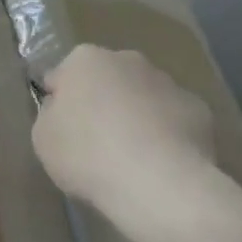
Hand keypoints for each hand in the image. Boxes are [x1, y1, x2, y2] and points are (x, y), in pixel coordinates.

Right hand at [31, 45, 215, 216]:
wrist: (157, 181)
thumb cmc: (88, 154)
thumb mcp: (43, 138)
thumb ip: (50, 114)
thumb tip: (62, 107)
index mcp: (85, 60)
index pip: (63, 76)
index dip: (60, 104)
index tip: (63, 131)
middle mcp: (128, 59)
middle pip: (107, 80)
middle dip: (103, 103)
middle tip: (96, 144)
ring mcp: (168, 82)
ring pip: (144, 97)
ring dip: (136, 117)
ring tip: (132, 160)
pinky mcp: (198, 109)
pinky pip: (173, 120)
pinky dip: (167, 135)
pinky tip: (161, 165)